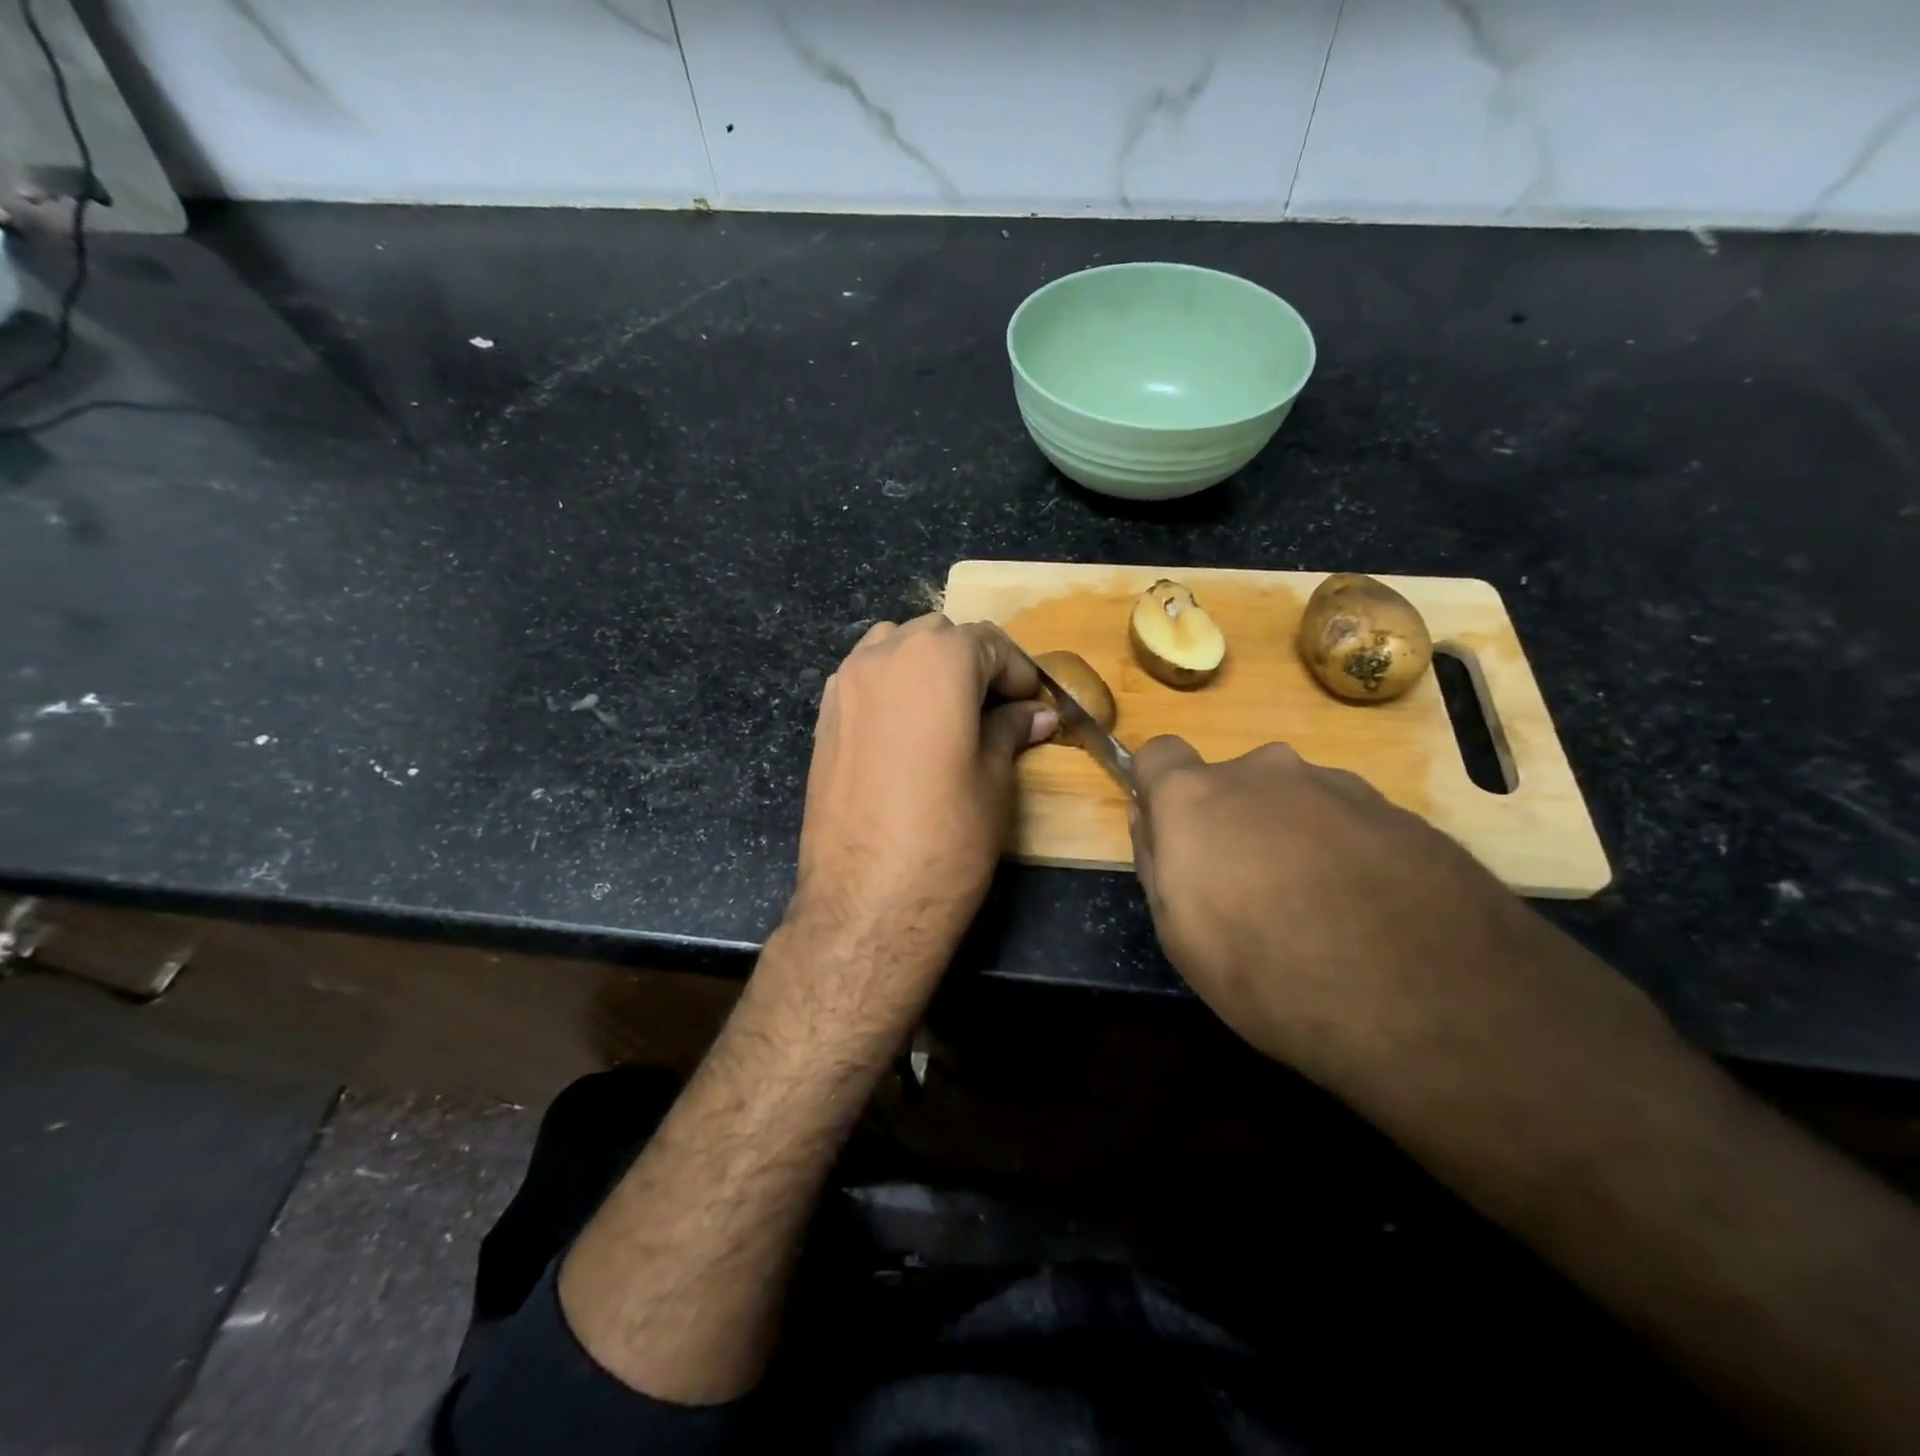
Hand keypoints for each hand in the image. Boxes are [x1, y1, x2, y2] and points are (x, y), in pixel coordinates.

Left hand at [788, 615, 1054, 1012]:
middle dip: (973, 663)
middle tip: (996, 709)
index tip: (1034, 705)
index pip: (989, 644)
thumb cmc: (947, 835)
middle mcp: (883, 655)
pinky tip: (908, 730)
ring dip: (927, 666)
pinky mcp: (823, 717)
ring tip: (950, 713)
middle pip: (938, 636)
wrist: (866, 901)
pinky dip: (893, 686)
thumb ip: (1011, 731)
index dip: (1018, 673)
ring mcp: (844, 684)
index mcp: (937, 659)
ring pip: (894, 648)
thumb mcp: (995, 779)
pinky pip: (865, 678)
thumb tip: (1035, 714)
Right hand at [1129, 736, 1568, 1079]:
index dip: (1160, 791)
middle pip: (1233, 784)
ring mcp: (1339, 785)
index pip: (1159, 755)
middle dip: (1233, 823)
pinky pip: (1350, 824)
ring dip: (1294, 838)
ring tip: (1323, 913)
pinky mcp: (1402, 813)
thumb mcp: (1179, 933)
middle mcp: (1265, 771)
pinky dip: (1347, 854)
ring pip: (1296, 802)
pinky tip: (1370, 914)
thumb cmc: (1268, 971)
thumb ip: (1157, 861)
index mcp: (1198, 796)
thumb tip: (1154, 821)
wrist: (1427, 1000)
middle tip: (1253, 892)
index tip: (1174, 834)